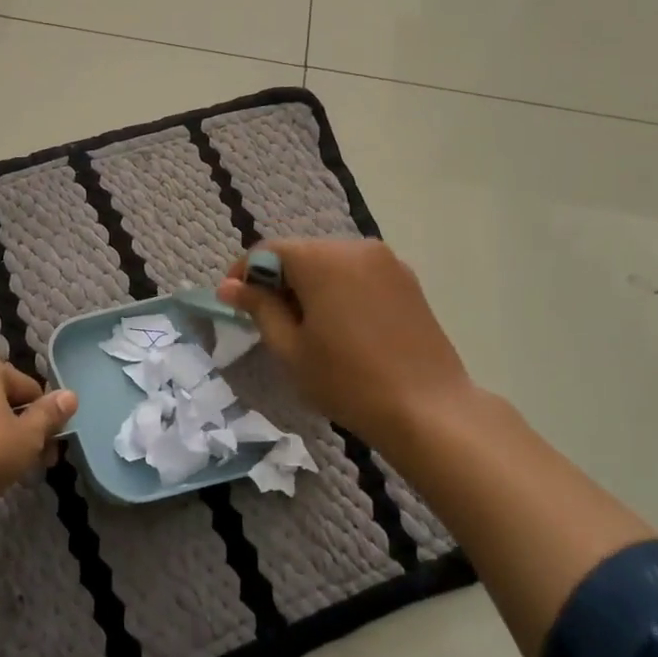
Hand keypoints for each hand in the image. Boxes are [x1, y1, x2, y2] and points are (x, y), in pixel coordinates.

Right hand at [218, 238, 474, 454]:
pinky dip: (340, 289)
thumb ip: (259, 308)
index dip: (244, 273)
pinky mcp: (407, 280)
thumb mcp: (290, 348)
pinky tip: (342, 326)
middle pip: (301, 253)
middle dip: (278, 279)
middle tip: (269, 320)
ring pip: (331, 262)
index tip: (234, 304)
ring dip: (310, 284)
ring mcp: (387, 261)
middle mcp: (355, 247)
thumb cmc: (347, 380)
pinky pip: (359, 274)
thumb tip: (229, 286)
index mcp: (321, 259)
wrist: (428, 409)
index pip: (267, 251)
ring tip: (307, 326)